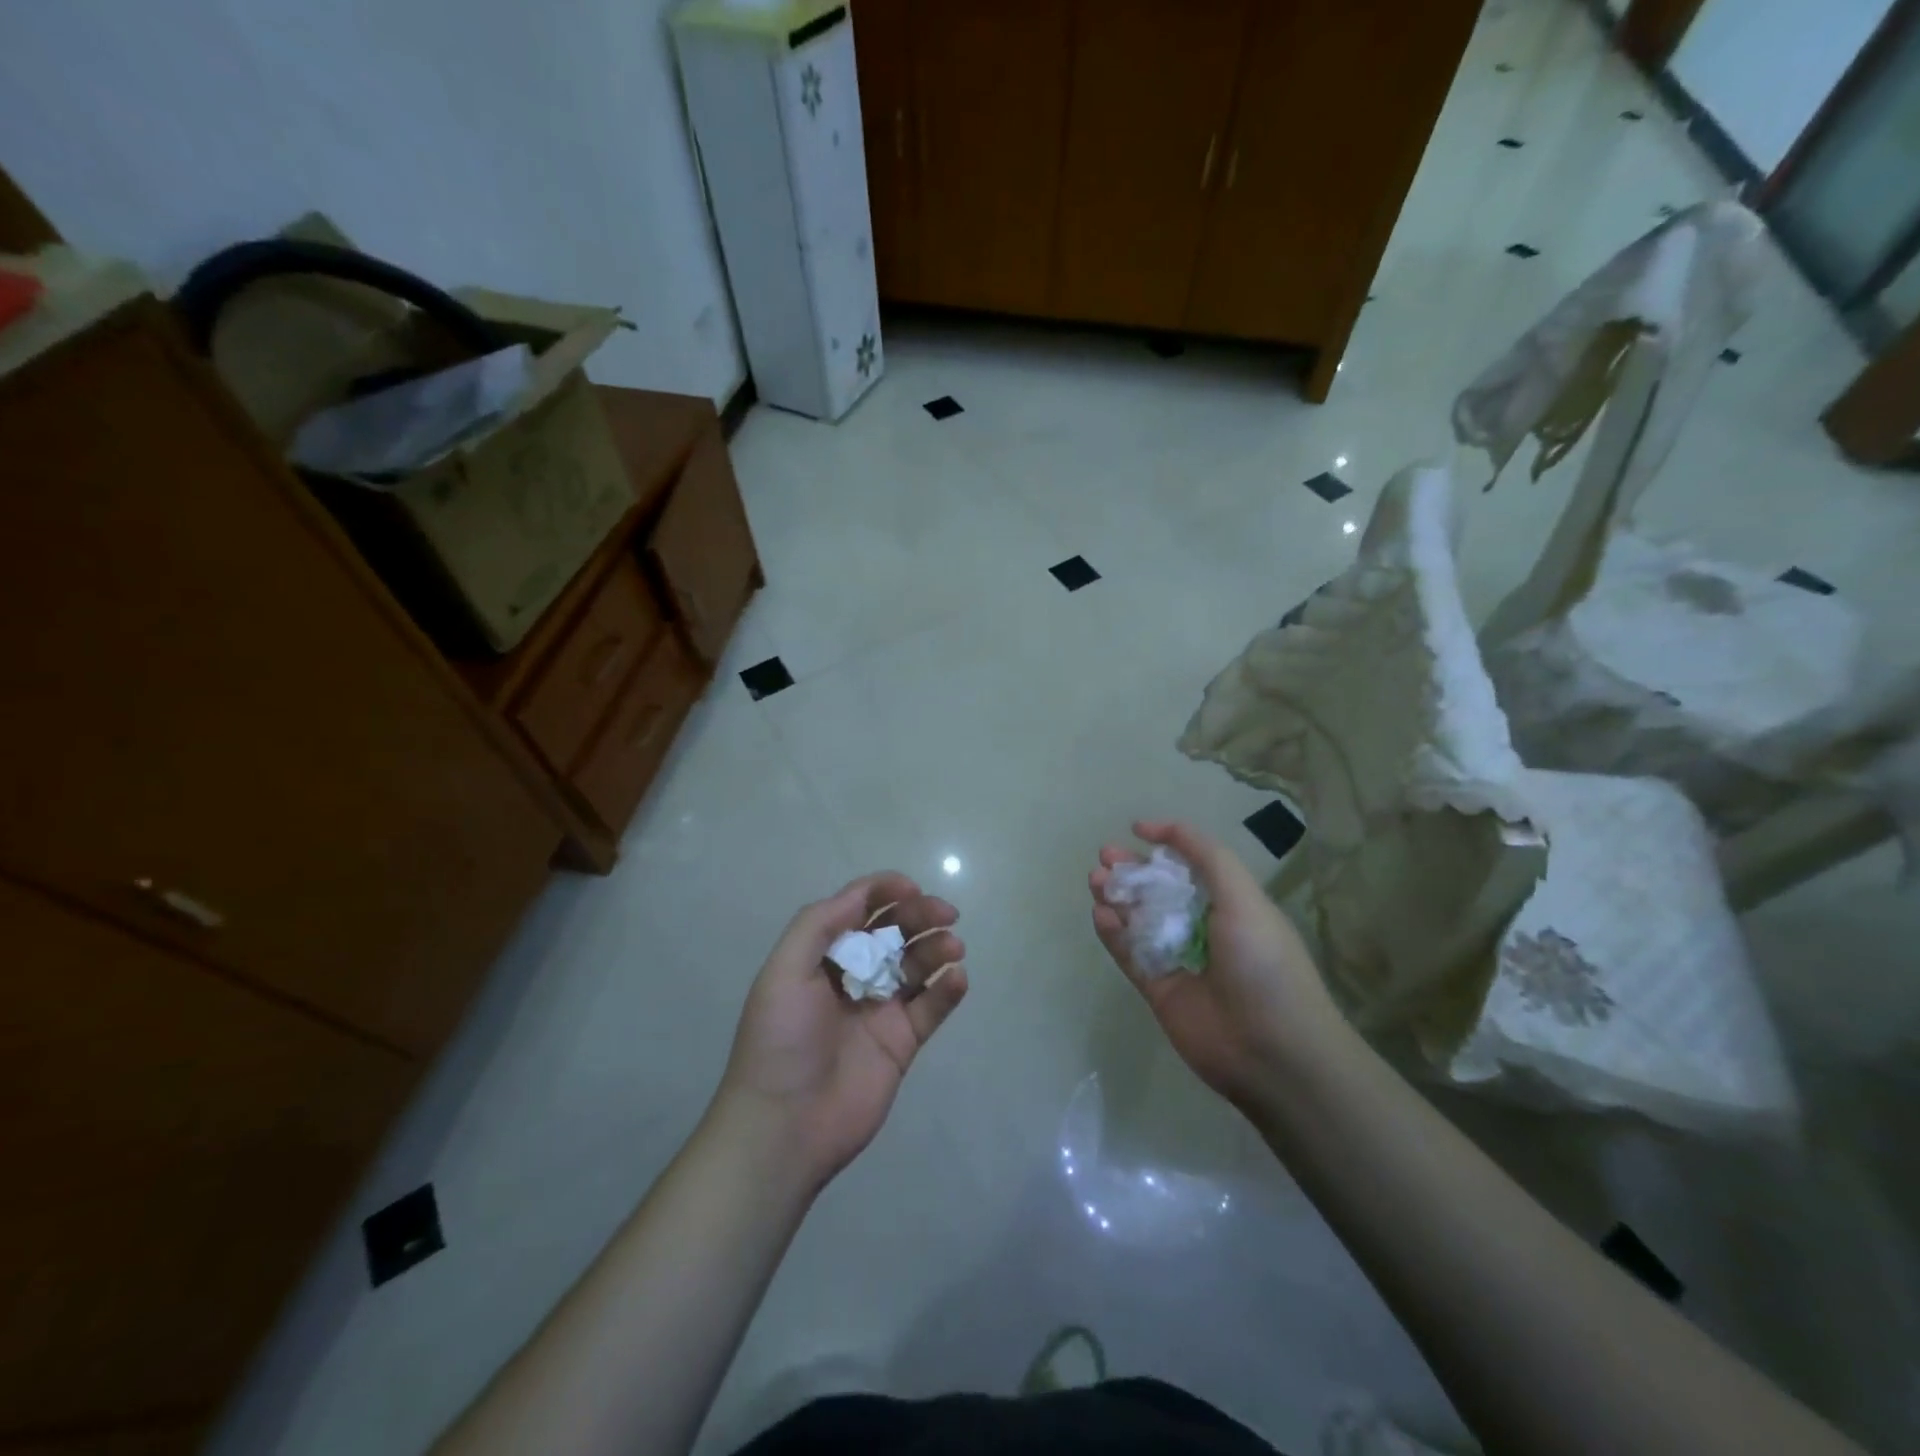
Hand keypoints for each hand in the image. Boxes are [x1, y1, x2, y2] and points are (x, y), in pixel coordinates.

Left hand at [717, 874, 967, 1190]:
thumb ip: (820, 925)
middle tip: (946, 913)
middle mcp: (852, 977)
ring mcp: (879, 1010)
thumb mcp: (784, 971)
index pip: (858, 910)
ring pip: (917, 965)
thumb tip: (861, 894)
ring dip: (937, 947)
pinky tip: (957, 978)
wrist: (785, 1127)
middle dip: (919, 916)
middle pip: (893, 933)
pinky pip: (931, 1007)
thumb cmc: (780, 1040)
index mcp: (820, 957)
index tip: (912, 888)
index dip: (885, 891)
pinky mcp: (902, 1043)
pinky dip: (948, 989)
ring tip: (953, 946)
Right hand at [1089, 821, 1340, 1105]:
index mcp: (1231, 904)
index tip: (1136, 830)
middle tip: (1104, 856)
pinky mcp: (1158, 989)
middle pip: (1159, 890)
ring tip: (1096, 880)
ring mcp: (1179, 959)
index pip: (1192, 866)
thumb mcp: (1245, 898)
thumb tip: (1161, 830)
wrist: (1272, 1051)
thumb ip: (1207, 857)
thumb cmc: (1264, 964)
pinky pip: (1130, 955)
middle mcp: (1204, 928)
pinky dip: (1113, 934)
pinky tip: (1100, 914)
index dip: (1165, 845)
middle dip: (1132, 870)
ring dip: (1118, 898)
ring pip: (1139, 920)